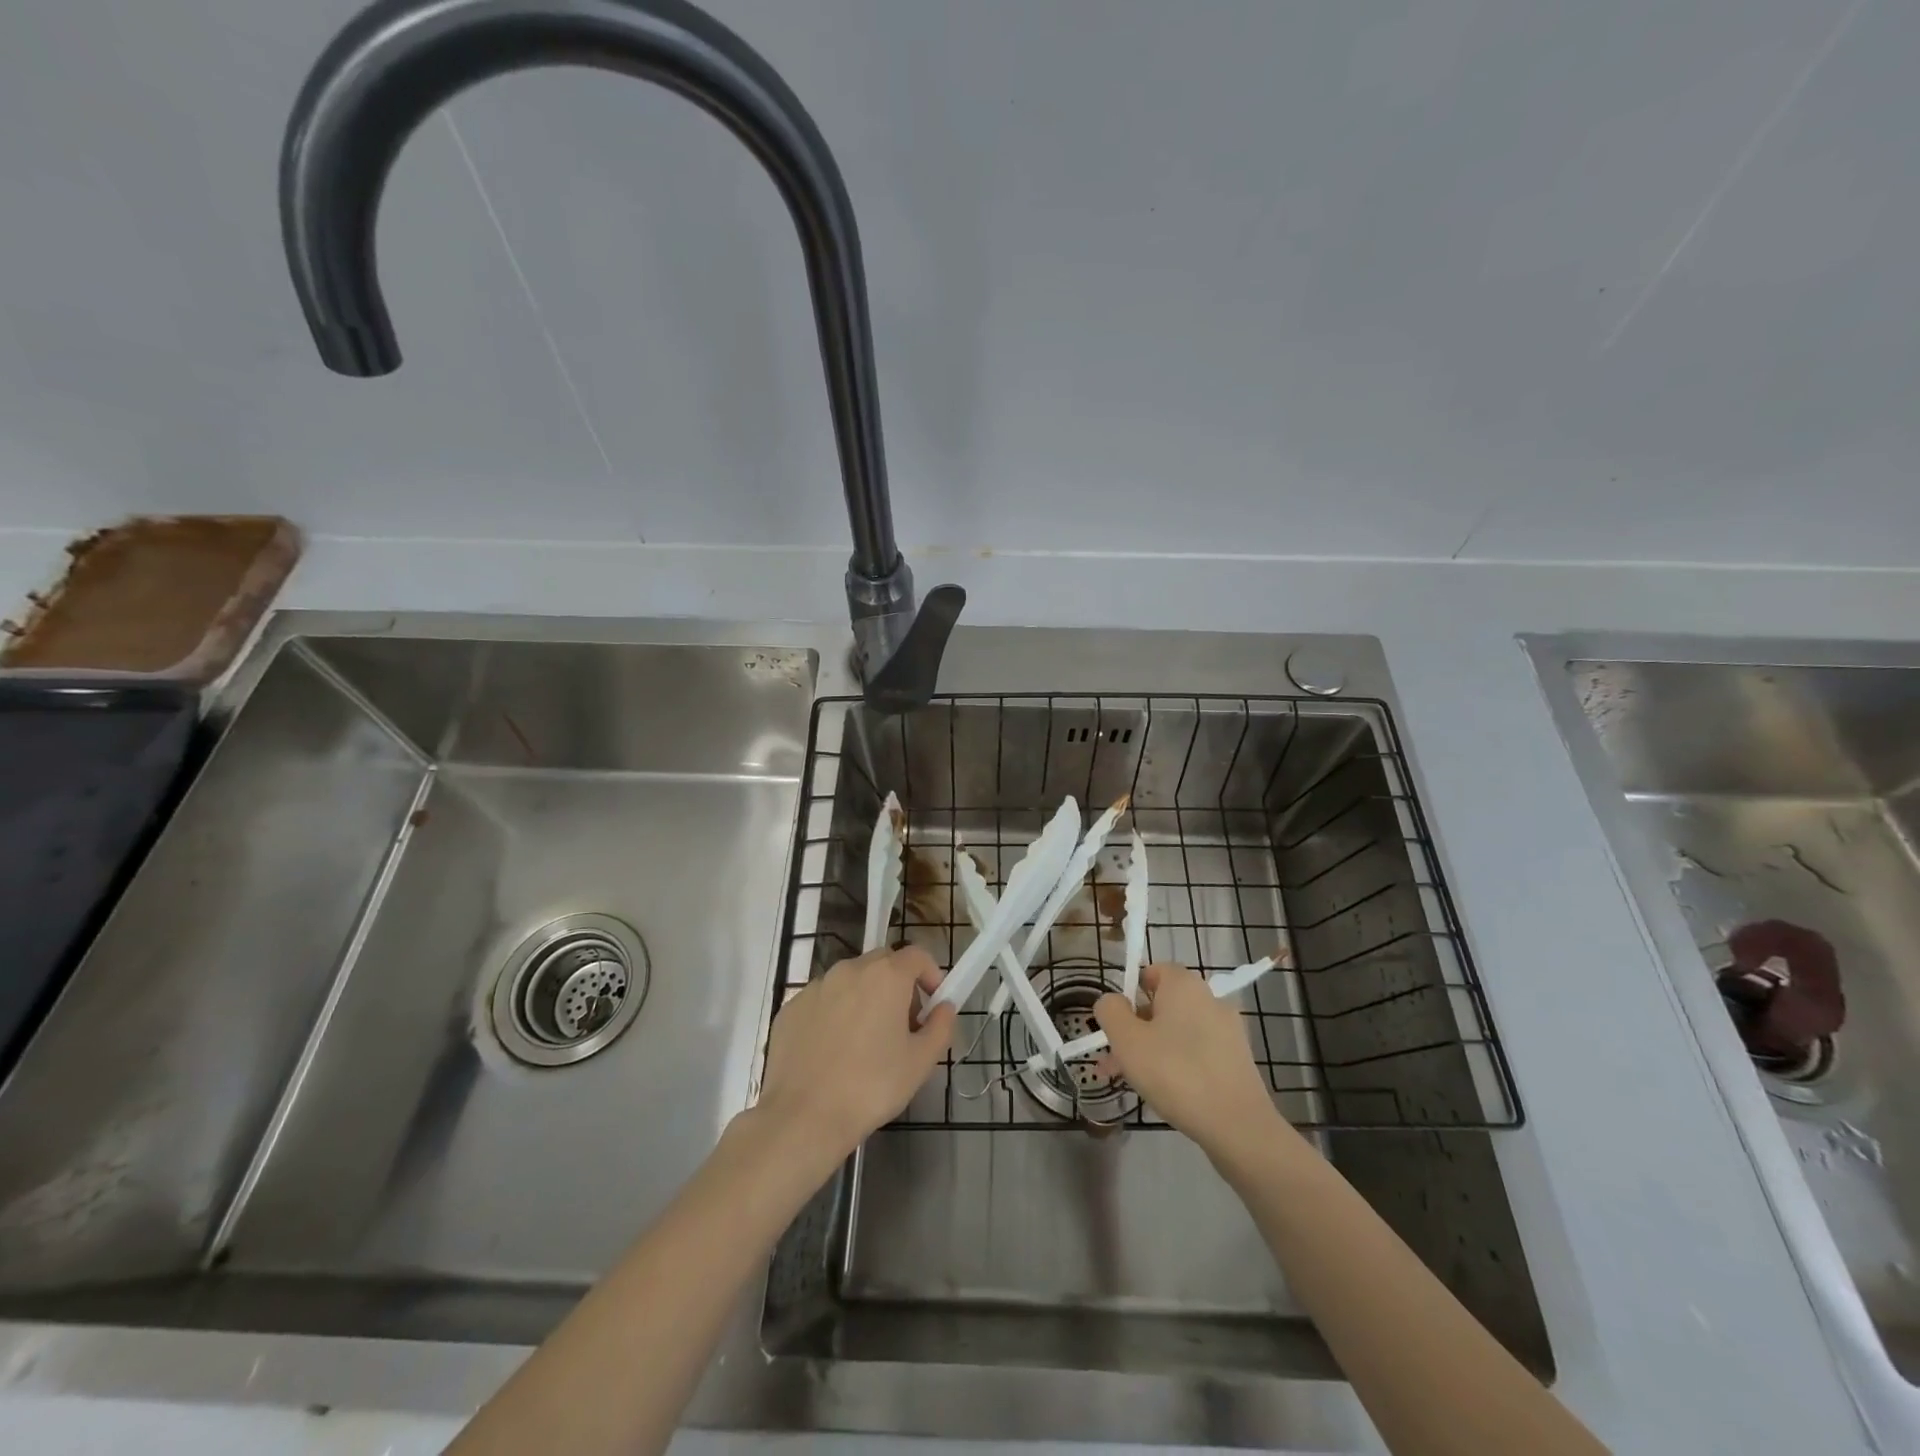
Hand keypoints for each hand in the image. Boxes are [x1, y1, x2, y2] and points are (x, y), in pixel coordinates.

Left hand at [755, 946, 956, 1163]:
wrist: (803, 1117)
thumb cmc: (871, 1087)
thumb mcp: (921, 1062)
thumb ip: (941, 1027)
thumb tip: (944, 1007)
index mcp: (886, 976)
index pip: (917, 955)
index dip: (931, 975)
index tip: (933, 1005)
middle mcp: (850, 970)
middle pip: (883, 963)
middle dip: (898, 985)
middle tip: (902, 1026)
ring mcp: (816, 987)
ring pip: (850, 981)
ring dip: (865, 998)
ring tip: (865, 1042)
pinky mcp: (791, 1007)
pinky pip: (823, 1000)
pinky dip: (834, 1014)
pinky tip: (833, 1052)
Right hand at [1094, 963, 1282, 1157]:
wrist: (1238, 1126)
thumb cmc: (1175, 1073)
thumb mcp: (1127, 1040)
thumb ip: (1110, 1011)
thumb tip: (1112, 1002)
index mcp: (1184, 984)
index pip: (1152, 971)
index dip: (1129, 994)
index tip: (1117, 1025)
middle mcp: (1209, 998)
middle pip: (1163, 1004)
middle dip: (1135, 1029)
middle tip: (1115, 1061)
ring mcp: (1227, 1030)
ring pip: (1178, 1031)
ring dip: (1152, 1049)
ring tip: (1133, 1083)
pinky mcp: (1237, 1059)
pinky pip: (1197, 1051)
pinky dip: (1178, 1063)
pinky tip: (1166, 1092)